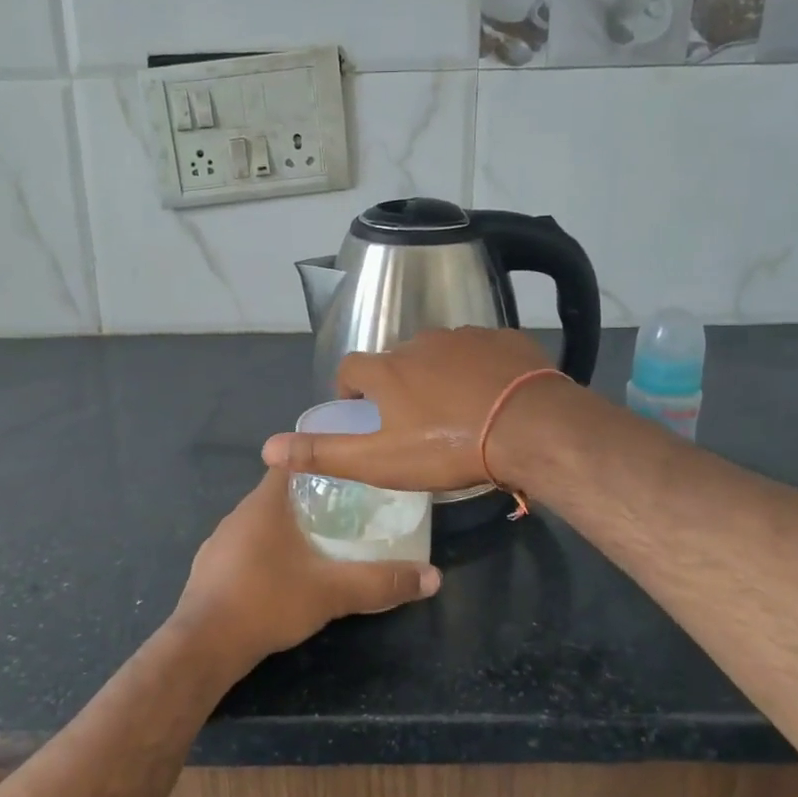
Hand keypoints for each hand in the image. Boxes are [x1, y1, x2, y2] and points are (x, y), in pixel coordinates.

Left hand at [171, 468, 439, 673]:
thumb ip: (380, 583)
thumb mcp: (331, 592)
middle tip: (346, 513)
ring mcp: (219, 543)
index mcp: (264, 504)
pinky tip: (281, 578)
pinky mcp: (209, 570)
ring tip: (319, 545)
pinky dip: (265, 554)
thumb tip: (434, 577)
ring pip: (260, 524)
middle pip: (278, 494)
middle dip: (309, 500)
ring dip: (286, 529)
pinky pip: (245, 550)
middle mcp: (238, 515)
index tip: (348, 475)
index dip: (320, 464)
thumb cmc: (267, 602)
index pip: (292, 464)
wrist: (203, 647)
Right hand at [261, 327, 557, 491]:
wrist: (530, 428)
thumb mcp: (380, 460)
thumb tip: (267, 447)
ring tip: (456, 408)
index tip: (361, 410)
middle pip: (397, 359)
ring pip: (441, 352)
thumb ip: (323, 453)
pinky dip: (479, 367)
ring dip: (439, 373)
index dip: (350, 388)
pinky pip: (482, 350)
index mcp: (388, 369)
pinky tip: (492, 394)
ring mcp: (466, 336)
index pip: (351, 368)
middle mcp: (421, 342)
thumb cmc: (447, 447)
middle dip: (398, 382)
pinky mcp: (505, 339)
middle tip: (414, 419)